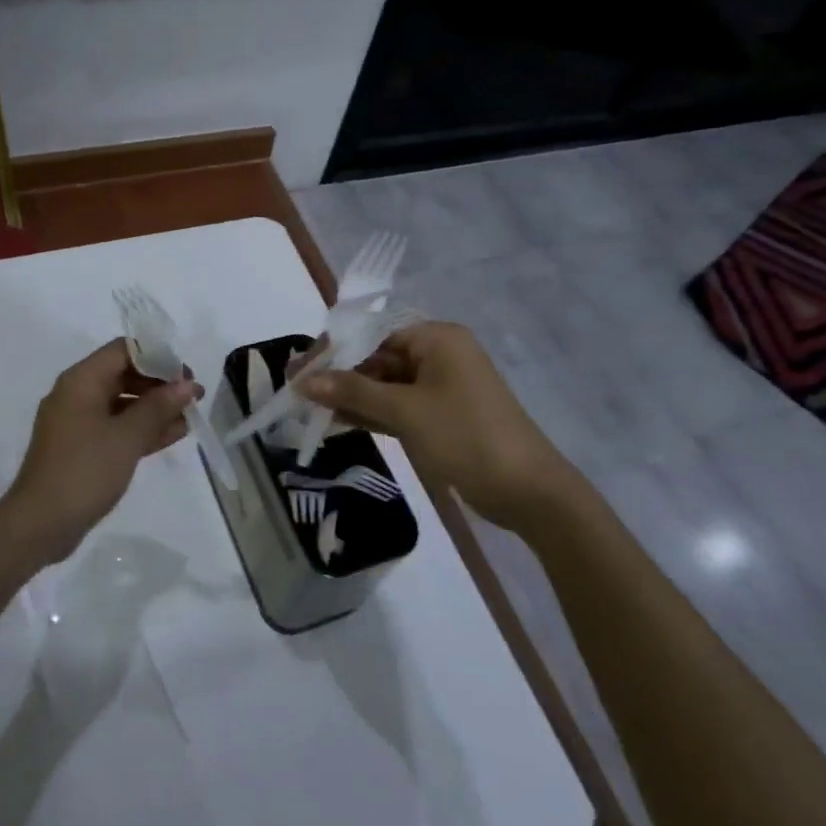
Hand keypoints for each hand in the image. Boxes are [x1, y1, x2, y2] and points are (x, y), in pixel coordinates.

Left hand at [0, 339, 200, 563]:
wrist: (39, 524)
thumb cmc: (84, 471)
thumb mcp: (127, 437)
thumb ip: (158, 408)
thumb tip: (187, 385)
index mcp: (81, 381)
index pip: (124, 351)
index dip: (158, 358)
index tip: (186, 376)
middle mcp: (77, 394)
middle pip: (124, 374)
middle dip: (160, 384)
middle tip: (192, 398)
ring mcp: (78, 422)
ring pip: (122, 403)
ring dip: (155, 409)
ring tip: (190, 417)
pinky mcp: (81, 448)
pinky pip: (116, 427)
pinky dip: (141, 429)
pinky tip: (173, 435)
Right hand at [295, 320, 590, 541]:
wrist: (527, 492)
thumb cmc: (466, 436)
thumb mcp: (406, 411)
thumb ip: (353, 392)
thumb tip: (304, 380)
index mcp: (437, 339)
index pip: (373, 333)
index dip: (334, 350)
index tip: (299, 369)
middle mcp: (438, 355)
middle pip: (377, 357)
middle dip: (339, 374)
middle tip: (298, 390)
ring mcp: (440, 388)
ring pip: (384, 384)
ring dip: (351, 395)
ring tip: (308, 406)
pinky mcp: (439, 416)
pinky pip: (396, 406)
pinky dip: (370, 412)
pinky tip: (336, 419)